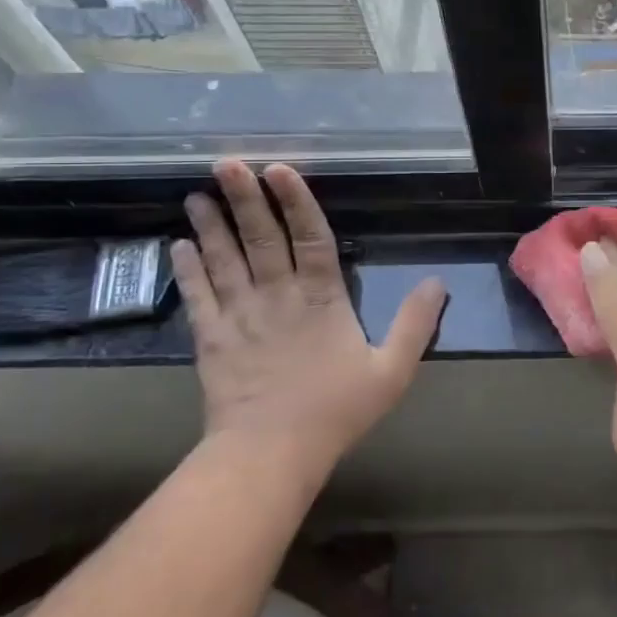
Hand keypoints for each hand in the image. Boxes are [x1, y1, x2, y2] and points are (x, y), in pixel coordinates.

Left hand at [174, 159, 445, 479]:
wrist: (270, 454)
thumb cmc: (335, 410)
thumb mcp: (392, 370)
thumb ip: (415, 324)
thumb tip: (437, 282)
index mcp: (322, 299)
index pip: (310, 238)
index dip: (296, 201)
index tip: (278, 168)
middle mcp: (277, 296)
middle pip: (260, 238)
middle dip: (245, 198)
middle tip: (226, 162)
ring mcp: (239, 316)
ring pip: (224, 260)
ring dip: (211, 225)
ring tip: (197, 193)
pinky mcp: (211, 339)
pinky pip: (197, 296)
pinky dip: (188, 270)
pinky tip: (178, 245)